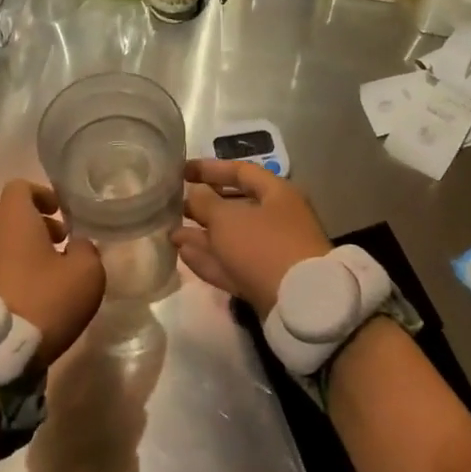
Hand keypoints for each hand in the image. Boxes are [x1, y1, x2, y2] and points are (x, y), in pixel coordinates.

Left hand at [0, 180, 105, 365]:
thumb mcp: (86, 273)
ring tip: (55, 278)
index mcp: (13, 219)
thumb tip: (76, 246)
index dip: (42, 194)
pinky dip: (16, 275)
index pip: (20, 187)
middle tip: (65, 246)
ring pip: (5, 246)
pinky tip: (37, 300)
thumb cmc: (44, 300)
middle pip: (13, 218)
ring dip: (29, 253)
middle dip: (40, 227)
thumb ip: (86, 249)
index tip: (61, 213)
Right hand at [172, 159, 332, 317]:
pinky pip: (233, 263)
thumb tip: (194, 192)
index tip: (182, 171)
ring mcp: (272, 252)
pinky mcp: (265, 281)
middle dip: (203, 206)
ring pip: (231, 238)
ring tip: (171, 233)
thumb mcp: (228, 219)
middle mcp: (277, 219)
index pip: (241, 171)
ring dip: (202, 235)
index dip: (210, 168)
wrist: (299, 303)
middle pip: (235, 206)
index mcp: (277, 194)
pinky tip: (183, 255)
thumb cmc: (263, 246)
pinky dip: (210, 258)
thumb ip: (205, 203)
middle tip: (173, 206)